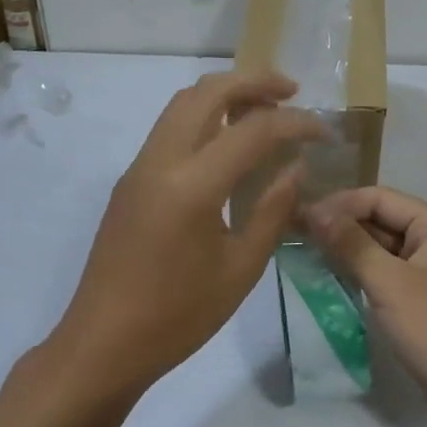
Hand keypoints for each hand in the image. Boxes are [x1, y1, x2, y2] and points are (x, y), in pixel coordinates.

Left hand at [50, 72, 325, 398]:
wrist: (101, 346)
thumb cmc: (177, 316)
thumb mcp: (240, 269)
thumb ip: (273, 209)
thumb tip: (296, 166)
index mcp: (192, 186)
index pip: (254, 129)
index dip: (296, 123)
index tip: (324, 133)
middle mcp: (161, 160)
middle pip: (209, 91)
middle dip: (255, 81)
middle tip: (292, 92)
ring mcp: (140, 166)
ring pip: (184, 101)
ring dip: (226, 92)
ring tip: (264, 108)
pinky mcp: (131, 178)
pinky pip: (171, 125)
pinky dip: (205, 113)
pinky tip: (229, 139)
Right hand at [305, 187, 426, 413]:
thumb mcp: (391, 284)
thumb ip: (352, 245)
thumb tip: (315, 211)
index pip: (380, 198)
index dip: (340, 204)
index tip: (299, 217)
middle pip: (382, 220)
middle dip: (342, 225)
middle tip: (296, 235)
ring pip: (382, 250)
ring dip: (348, 250)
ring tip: (307, 254)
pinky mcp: (424, 303)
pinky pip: (387, 276)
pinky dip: (361, 274)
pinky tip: (333, 280)